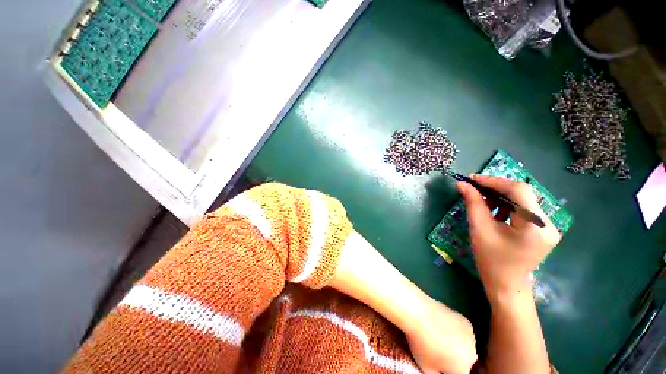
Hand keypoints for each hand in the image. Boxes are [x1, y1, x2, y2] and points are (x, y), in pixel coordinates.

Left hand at [406, 299, 476, 373]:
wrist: (418, 313)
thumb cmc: (421, 342)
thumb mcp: (426, 369)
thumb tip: (439, 371)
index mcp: (463, 368)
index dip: (446, 370)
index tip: (436, 363)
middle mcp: (472, 354)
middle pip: (463, 361)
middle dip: (452, 359)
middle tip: (435, 350)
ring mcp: (471, 336)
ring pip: (464, 346)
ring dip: (455, 345)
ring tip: (437, 336)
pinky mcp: (466, 321)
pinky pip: (462, 332)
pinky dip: (455, 331)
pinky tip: (441, 325)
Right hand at [456, 175, 560, 301]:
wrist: (506, 285)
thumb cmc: (491, 260)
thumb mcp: (479, 229)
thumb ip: (473, 203)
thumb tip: (462, 184)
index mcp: (536, 226)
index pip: (518, 191)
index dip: (493, 181)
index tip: (471, 179)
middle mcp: (548, 224)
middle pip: (522, 194)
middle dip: (495, 188)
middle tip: (472, 187)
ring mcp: (548, 227)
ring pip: (522, 200)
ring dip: (499, 196)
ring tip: (480, 200)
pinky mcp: (542, 230)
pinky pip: (523, 209)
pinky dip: (506, 206)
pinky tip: (493, 210)